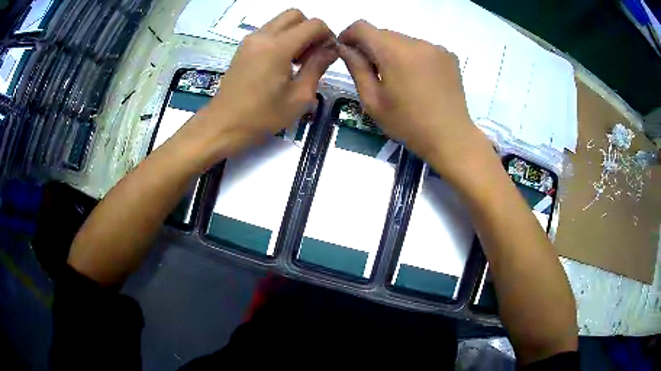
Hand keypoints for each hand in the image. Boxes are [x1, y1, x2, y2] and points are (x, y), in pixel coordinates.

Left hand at [182, 9, 337, 167]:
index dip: (328, 35)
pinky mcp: (243, 48)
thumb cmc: (262, 117)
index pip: (313, 24)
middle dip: (310, 30)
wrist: (222, 126)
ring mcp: (250, 41)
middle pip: (295, 15)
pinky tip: (282, 64)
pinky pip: (268, 32)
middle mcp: (263, 36)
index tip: (329, 55)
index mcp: (278, 47)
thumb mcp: (299, 96)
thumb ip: (318, 67)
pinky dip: (281, 39)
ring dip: (295, 34)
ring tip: (297, 62)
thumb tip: (331, 50)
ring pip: (280, 22)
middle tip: (312, 55)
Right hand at [338, 20, 488, 180]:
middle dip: (372, 46)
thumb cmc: (408, 124)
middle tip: (372, 72)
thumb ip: (356, 68)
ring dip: (393, 52)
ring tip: (398, 79)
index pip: (363, 27)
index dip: (349, 34)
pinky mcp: (449, 55)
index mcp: (394, 52)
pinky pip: (422, 48)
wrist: (451, 137)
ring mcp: (436, 47)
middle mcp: (416, 42)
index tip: (346, 50)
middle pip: (384, 33)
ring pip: (403, 40)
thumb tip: (345, 47)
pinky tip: (418, 79)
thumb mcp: (373, 101)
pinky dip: (413, 57)